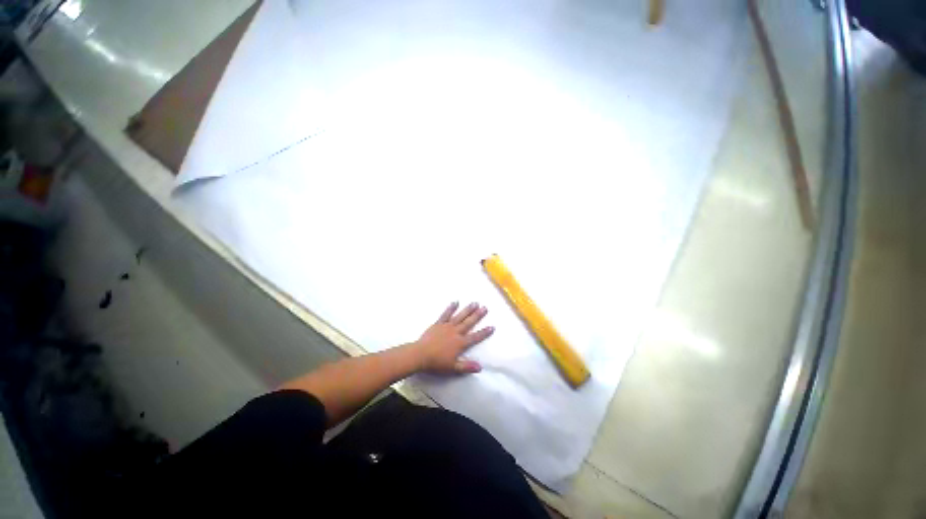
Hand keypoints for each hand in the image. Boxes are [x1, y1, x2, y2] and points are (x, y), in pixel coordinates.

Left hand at [411, 302, 493, 374]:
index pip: (475, 337)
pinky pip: (446, 314)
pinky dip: (451, 308)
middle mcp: (456, 332)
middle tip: (485, 308)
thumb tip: (480, 367)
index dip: (484, 332)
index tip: (492, 326)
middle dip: (478, 315)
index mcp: (460, 343)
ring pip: (460, 316)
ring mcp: (447, 326)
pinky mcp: (438, 323)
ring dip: (468, 309)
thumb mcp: (453, 368)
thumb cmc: (437, 362)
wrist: (420, 354)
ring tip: (475, 303)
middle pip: (469, 323)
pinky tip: (455, 302)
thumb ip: (467, 367)